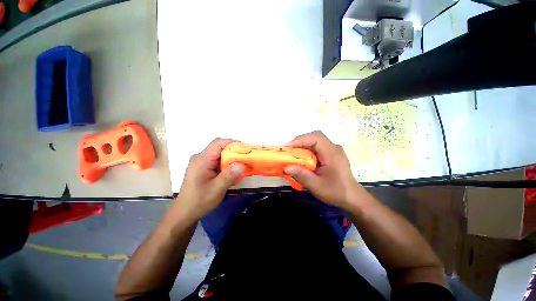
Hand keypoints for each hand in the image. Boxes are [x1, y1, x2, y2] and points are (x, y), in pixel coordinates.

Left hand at [175, 139, 244, 220]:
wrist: (185, 213)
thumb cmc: (199, 201)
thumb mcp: (216, 190)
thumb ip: (229, 176)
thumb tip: (242, 164)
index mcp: (202, 160)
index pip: (218, 143)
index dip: (232, 143)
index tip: (245, 149)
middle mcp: (200, 158)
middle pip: (219, 148)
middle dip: (234, 151)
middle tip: (246, 158)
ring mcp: (201, 163)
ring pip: (219, 155)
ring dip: (231, 158)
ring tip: (242, 165)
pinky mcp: (203, 168)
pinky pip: (217, 161)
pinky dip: (227, 164)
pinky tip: (232, 172)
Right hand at [284, 131, 361, 209]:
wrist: (352, 198)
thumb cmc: (336, 192)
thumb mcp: (317, 186)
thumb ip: (301, 176)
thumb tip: (286, 168)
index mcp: (332, 153)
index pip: (316, 137)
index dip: (301, 140)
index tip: (288, 148)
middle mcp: (333, 148)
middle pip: (315, 138)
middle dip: (300, 142)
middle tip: (288, 152)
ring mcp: (333, 151)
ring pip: (315, 142)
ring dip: (303, 147)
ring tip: (293, 156)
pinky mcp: (331, 155)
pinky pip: (317, 148)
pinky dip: (307, 151)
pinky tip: (302, 160)